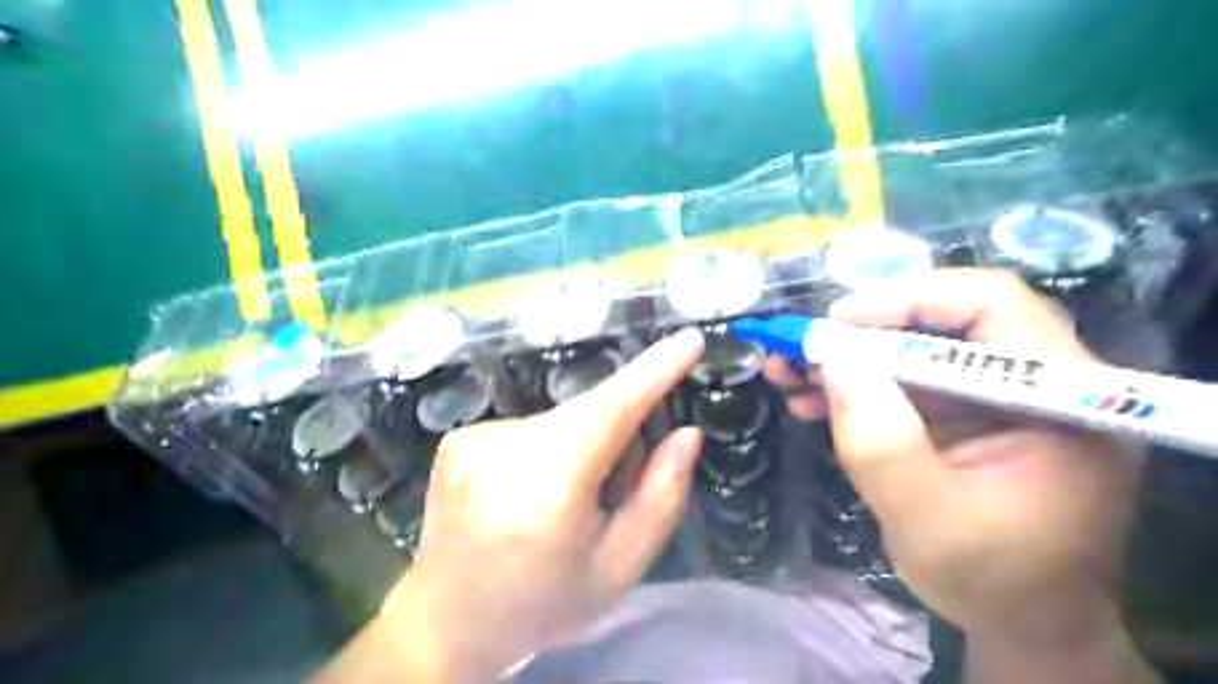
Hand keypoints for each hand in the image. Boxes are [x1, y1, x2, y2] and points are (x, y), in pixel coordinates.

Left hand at [377, 330, 709, 681]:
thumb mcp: (619, 569)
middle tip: (617, 490)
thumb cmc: (542, 602)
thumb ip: (661, 498)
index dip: (654, 371)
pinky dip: (550, 448)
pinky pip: (531, 426)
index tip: (690, 341)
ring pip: (562, 418)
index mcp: (547, 488)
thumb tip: (686, 434)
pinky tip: (529, 493)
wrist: (446, 622)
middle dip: (621, 436)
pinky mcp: (458, 437)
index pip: (611, 409)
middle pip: (590, 412)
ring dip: (584, 445)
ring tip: (566, 502)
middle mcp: (502, 450)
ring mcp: (472, 438)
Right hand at [765, 273, 1147, 668]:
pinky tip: (810, 400)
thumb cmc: (990, 580)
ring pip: (912, 349)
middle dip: (861, 332)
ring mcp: (996, 397)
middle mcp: (1035, 382)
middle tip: (798, 348)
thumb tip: (830, 357)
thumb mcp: (926, 516)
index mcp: (1061, 400)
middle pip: (943, 321)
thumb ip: (880, 440)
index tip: (836, 323)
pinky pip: (903, 382)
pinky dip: (854, 386)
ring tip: (786, 373)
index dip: (908, 299)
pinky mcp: (964, 413)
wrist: (1018, 622)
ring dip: (846, 358)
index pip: (991, 306)